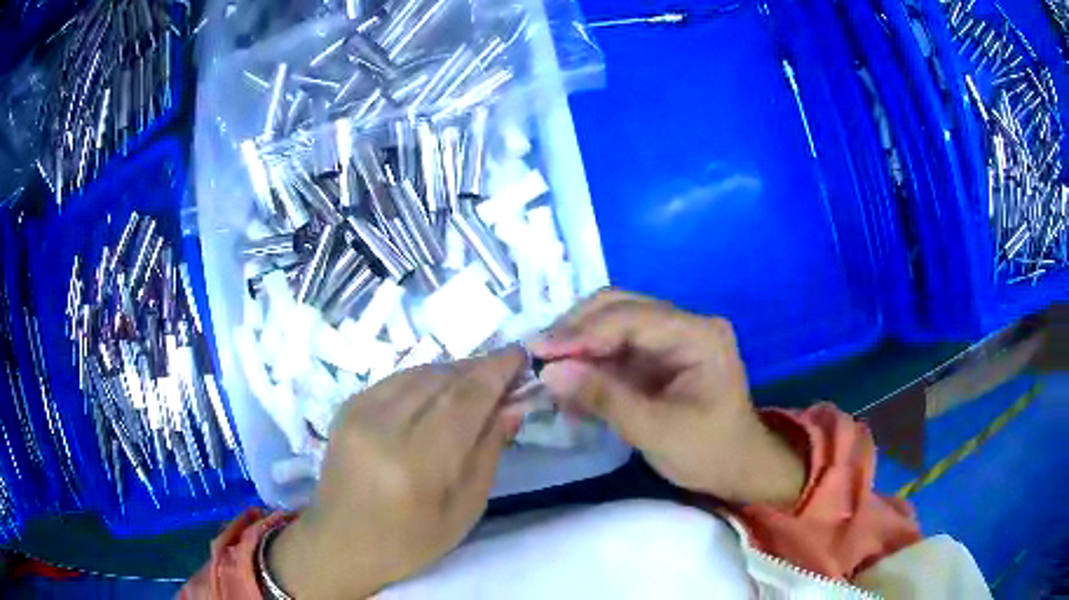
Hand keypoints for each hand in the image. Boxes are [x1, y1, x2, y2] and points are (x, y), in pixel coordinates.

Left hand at [269, 348, 526, 598]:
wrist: (341, 542)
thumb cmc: (411, 541)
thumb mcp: (464, 509)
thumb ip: (488, 452)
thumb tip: (511, 405)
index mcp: (416, 463)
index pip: (464, 400)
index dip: (496, 371)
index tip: (520, 354)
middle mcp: (383, 428)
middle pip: (441, 379)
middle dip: (478, 368)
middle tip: (504, 368)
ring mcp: (358, 413)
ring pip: (417, 373)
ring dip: (452, 371)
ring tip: (476, 380)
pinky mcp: (346, 407)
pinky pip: (395, 379)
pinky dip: (424, 378)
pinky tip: (438, 390)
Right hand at [529, 290, 803, 505]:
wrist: (739, 470)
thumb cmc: (709, 452)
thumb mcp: (656, 431)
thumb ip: (604, 398)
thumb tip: (548, 373)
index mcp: (697, 334)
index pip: (631, 318)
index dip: (582, 332)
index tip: (539, 351)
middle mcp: (684, 325)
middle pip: (620, 308)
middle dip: (576, 330)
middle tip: (537, 355)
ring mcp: (671, 339)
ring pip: (613, 325)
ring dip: (579, 344)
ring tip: (545, 368)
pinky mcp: (659, 358)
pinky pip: (616, 349)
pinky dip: (590, 362)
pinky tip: (568, 382)